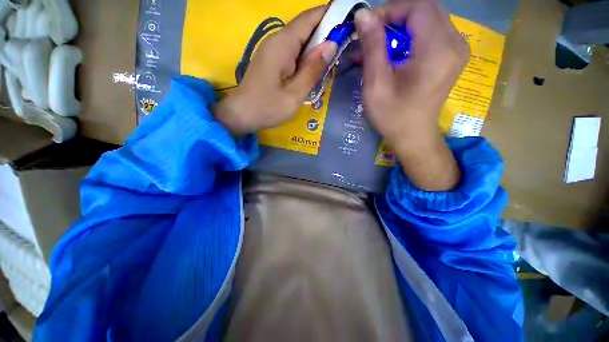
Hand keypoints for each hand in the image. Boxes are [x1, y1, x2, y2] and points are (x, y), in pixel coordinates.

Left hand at [215, 6, 337, 136]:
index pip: (309, 18)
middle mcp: (277, 41)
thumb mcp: (294, 94)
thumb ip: (312, 70)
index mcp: (283, 44)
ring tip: (334, 56)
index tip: (349, 17)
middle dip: (326, 32)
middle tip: (346, 42)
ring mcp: (273, 50)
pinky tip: (314, 67)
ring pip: (300, 41)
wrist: (241, 114)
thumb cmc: (268, 108)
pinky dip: (306, 56)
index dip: (330, 14)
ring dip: (317, 46)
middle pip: (305, 27)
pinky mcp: (272, 60)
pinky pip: (293, 51)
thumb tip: (331, 45)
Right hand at [355, 0, 469, 190]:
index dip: (389, 10)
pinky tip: (394, 51)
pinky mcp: (452, 56)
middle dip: (395, 16)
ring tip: (379, 45)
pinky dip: (411, 36)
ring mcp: (457, 49)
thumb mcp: (376, 85)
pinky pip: (432, 32)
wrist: (413, 137)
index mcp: (437, 50)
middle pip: (425, 9)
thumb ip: (372, 47)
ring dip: (402, 26)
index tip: (367, 27)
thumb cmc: (392, 116)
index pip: (417, 7)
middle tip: (372, 35)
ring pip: (429, 19)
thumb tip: (362, 15)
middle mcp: (455, 43)